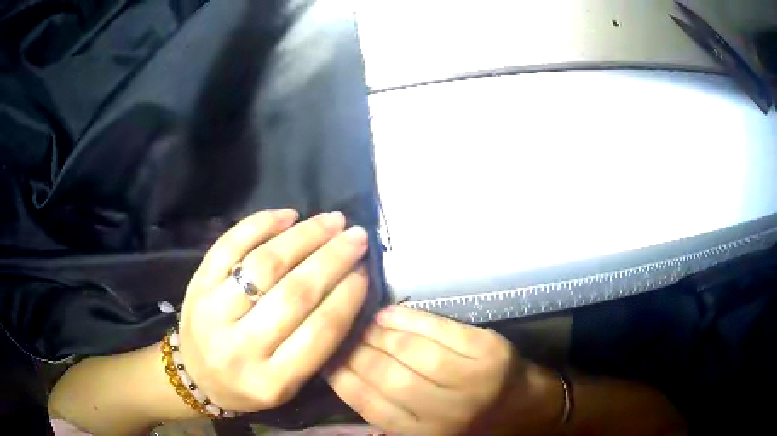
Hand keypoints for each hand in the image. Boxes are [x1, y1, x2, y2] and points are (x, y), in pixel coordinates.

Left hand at [178, 209, 369, 411]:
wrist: (194, 376)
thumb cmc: (247, 384)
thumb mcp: (287, 384)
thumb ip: (316, 346)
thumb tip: (347, 286)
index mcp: (271, 382)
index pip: (320, 332)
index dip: (347, 295)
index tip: (365, 270)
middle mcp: (240, 348)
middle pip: (294, 294)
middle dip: (332, 259)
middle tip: (356, 236)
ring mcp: (212, 312)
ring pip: (263, 265)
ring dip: (303, 237)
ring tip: (331, 221)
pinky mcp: (196, 284)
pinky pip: (228, 246)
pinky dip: (260, 225)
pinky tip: (288, 215)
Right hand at [327, 306, 520, 435]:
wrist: (527, 409)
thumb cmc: (473, 424)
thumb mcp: (428, 432)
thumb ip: (391, 416)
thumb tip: (347, 381)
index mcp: (424, 435)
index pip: (368, 404)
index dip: (341, 377)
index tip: (325, 358)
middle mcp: (445, 411)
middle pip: (385, 375)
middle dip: (355, 351)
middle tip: (340, 335)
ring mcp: (470, 379)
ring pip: (409, 350)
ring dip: (378, 333)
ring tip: (363, 324)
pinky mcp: (487, 350)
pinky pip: (438, 329)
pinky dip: (408, 319)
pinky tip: (388, 314)